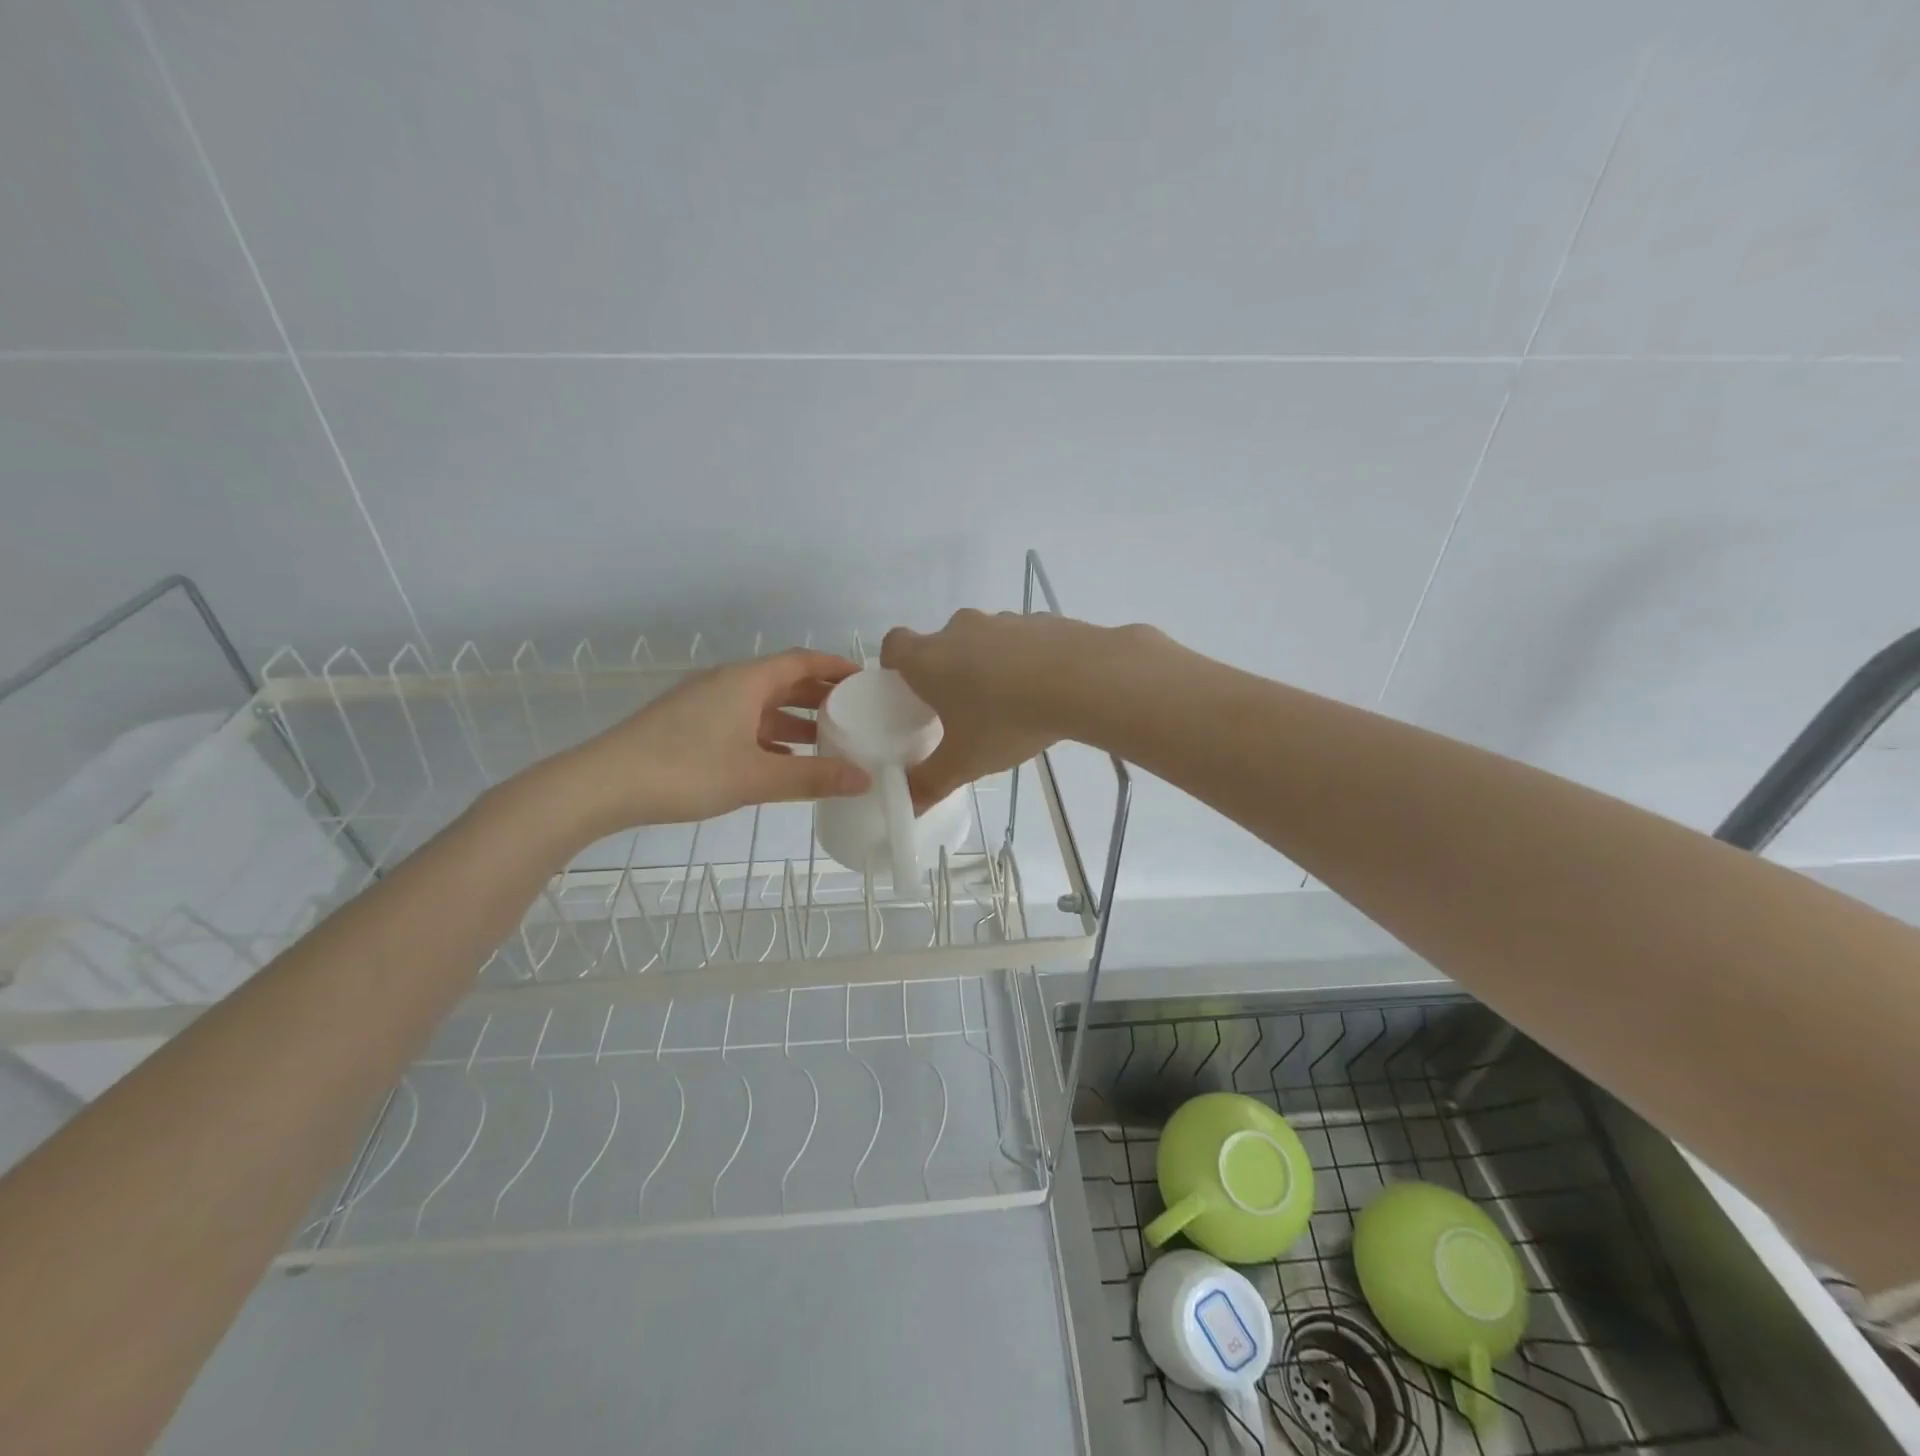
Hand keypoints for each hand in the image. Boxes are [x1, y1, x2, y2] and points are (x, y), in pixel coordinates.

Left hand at [562, 650, 870, 830]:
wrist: (602, 784)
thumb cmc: (685, 770)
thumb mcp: (756, 777)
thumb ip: (813, 778)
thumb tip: (864, 779)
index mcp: (745, 681)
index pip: (801, 661)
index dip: (835, 667)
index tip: (865, 679)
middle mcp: (726, 683)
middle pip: (783, 681)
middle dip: (819, 695)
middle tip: (855, 713)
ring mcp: (704, 704)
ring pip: (761, 705)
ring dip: (794, 720)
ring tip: (827, 741)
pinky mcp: (688, 725)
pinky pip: (741, 722)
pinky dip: (768, 737)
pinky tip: (782, 762)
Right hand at [882, 610, 1150, 807]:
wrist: (1082, 680)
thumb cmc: (1007, 720)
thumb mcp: (965, 762)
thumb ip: (931, 782)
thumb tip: (908, 805)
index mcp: (930, 658)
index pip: (895, 645)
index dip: (896, 665)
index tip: (909, 690)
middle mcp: (961, 630)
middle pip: (942, 644)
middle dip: (948, 672)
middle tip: (962, 709)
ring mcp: (1004, 620)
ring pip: (984, 641)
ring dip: (989, 664)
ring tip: (1011, 703)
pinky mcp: (1043, 620)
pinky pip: (1024, 640)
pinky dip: (1027, 659)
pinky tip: (1046, 689)